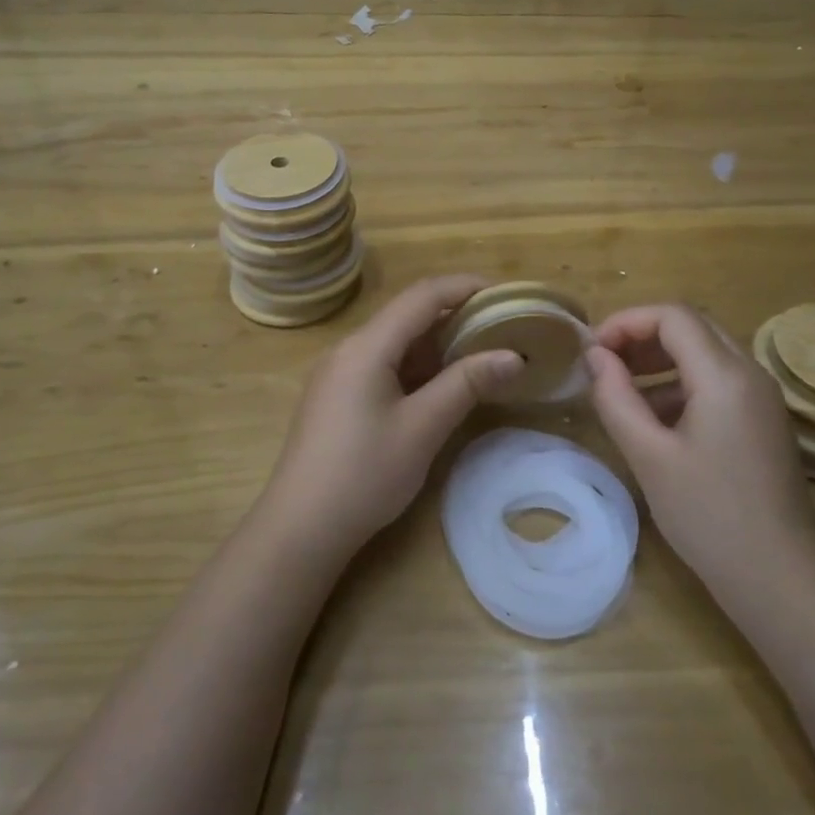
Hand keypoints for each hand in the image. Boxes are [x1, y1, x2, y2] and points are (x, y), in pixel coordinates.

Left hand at [260, 275, 521, 557]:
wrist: (301, 528)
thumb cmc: (364, 474)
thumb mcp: (423, 427)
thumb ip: (467, 384)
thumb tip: (513, 355)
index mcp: (367, 346)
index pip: (422, 295)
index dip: (465, 286)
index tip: (506, 293)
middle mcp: (349, 349)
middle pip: (407, 315)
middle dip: (456, 316)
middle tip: (501, 328)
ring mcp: (339, 373)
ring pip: (396, 342)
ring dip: (438, 344)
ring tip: (482, 354)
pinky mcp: (338, 397)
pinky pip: (383, 365)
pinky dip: (418, 367)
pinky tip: (442, 385)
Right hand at [586, 304, 814, 592]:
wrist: (779, 578)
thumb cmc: (708, 515)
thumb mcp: (649, 456)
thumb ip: (616, 398)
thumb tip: (595, 356)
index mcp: (726, 376)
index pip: (673, 316)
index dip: (626, 321)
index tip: (593, 350)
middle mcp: (751, 374)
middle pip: (692, 328)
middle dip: (642, 337)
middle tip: (603, 364)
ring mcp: (762, 399)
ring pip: (705, 354)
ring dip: (660, 360)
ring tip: (620, 389)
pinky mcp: (763, 422)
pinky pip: (718, 383)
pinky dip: (680, 385)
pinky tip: (654, 421)